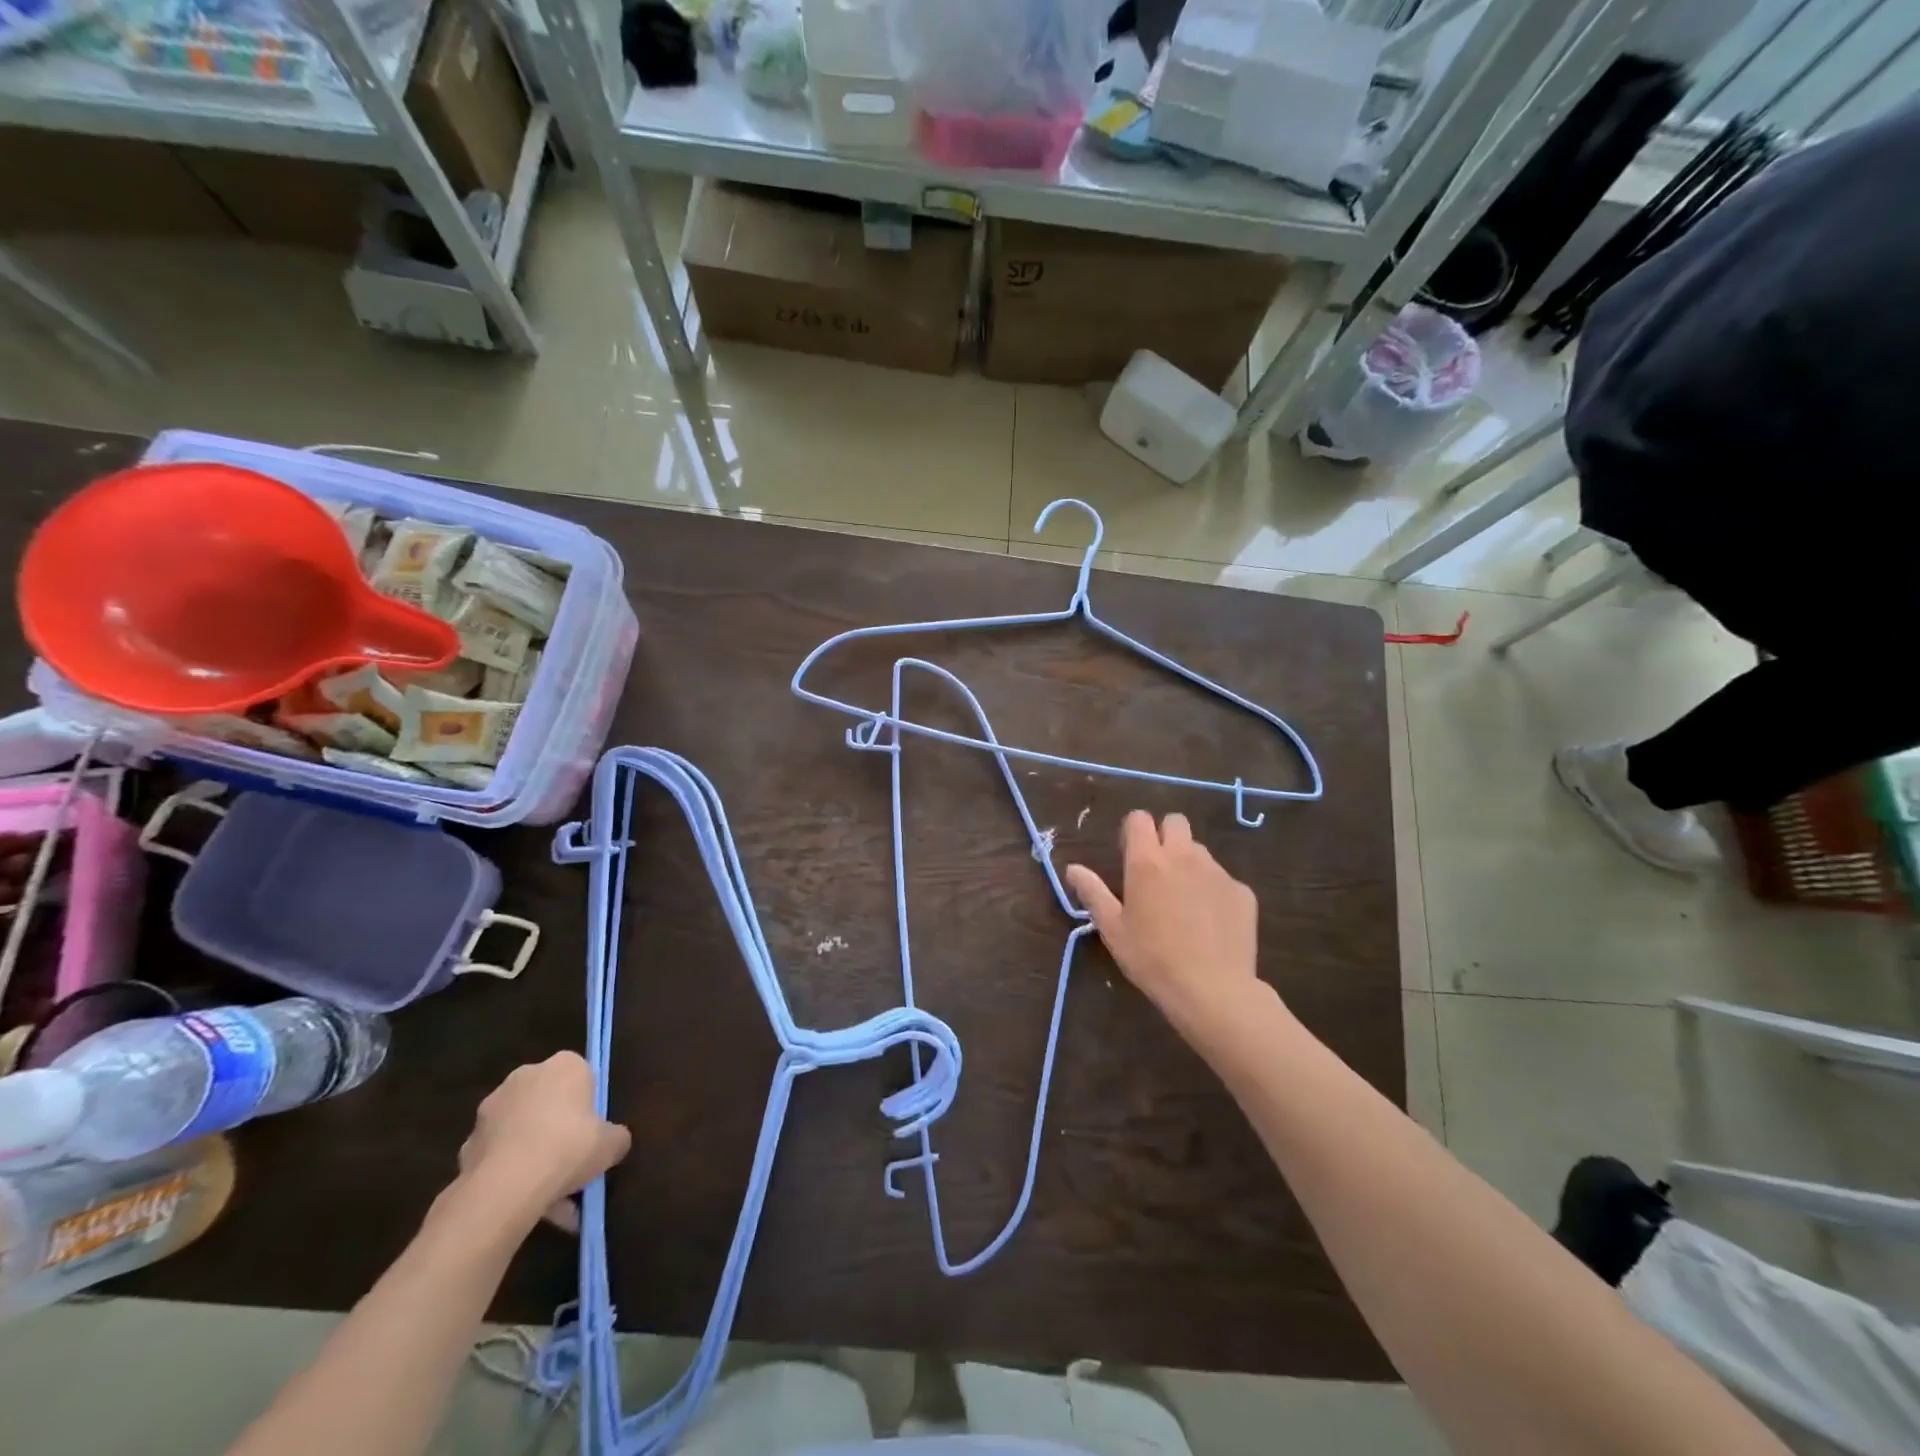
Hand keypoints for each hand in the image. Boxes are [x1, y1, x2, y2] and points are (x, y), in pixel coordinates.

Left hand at [457, 1052, 630, 1230]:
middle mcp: (526, 1076)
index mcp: (565, 1065)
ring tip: (550, 1199)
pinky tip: (526, 1205)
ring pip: (522, 1132)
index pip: (582, 1076)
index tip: (593, 1132)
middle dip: (558, 1130)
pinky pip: (499, 1157)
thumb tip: (614, 1141)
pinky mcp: (468, 1144)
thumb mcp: (612, 1143)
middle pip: (549, 1103)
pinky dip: (511, 1175)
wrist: (506, 1186)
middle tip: (573, 1164)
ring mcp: (491, 1110)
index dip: (589, 1105)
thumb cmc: (569, 1147)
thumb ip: (616, 1137)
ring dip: (534, 1157)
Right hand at [1065, 811, 1269, 1043]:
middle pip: (1176, 822)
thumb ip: (1092, 893)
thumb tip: (1072, 868)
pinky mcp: (1243, 892)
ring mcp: (1217, 872)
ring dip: (1189, 864)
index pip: (1139, 819)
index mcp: (1147, 862)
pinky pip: (1223, 880)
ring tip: (1184, 902)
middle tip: (1157, 870)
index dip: (1133, 830)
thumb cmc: (1152, 959)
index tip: (1129, 853)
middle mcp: (1184, 857)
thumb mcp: (1113, 929)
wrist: (1213, 990)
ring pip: (1200, 851)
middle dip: (1165, 835)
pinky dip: (1214, 892)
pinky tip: (1210, 923)